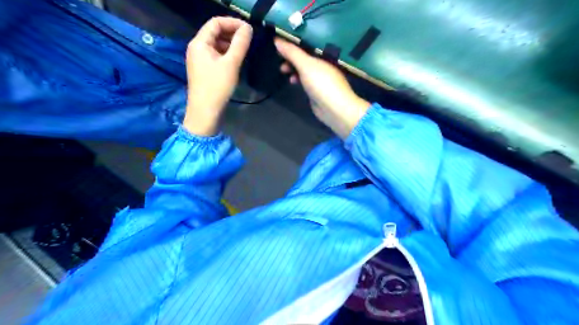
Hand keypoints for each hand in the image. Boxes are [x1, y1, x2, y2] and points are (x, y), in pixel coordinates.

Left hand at [182, 17, 250, 135]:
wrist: (205, 111)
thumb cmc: (217, 86)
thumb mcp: (231, 63)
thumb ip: (240, 44)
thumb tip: (248, 28)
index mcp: (199, 42)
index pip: (215, 22)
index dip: (232, 22)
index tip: (248, 29)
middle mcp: (197, 48)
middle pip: (215, 33)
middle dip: (232, 33)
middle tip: (249, 40)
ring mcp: (199, 59)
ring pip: (216, 45)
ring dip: (230, 44)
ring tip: (245, 51)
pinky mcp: (203, 69)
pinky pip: (216, 55)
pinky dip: (227, 54)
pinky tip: (236, 61)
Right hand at [275, 38, 367, 139]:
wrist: (334, 109)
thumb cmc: (322, 83)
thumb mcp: (306, 65)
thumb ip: (292, 53)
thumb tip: (276, 40)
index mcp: (324, 55)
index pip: (307, 43)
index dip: (294, 41)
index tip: (280, 42)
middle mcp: (323, 64)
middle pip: (305, 57)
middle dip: (291, 57)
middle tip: (279, 59)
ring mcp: (320, 78)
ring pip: (304, 69)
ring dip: (293, 68)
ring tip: (283, 71)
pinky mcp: (317, 91)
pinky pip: (305, 81)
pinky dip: (298, 79)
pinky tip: (292, 81)